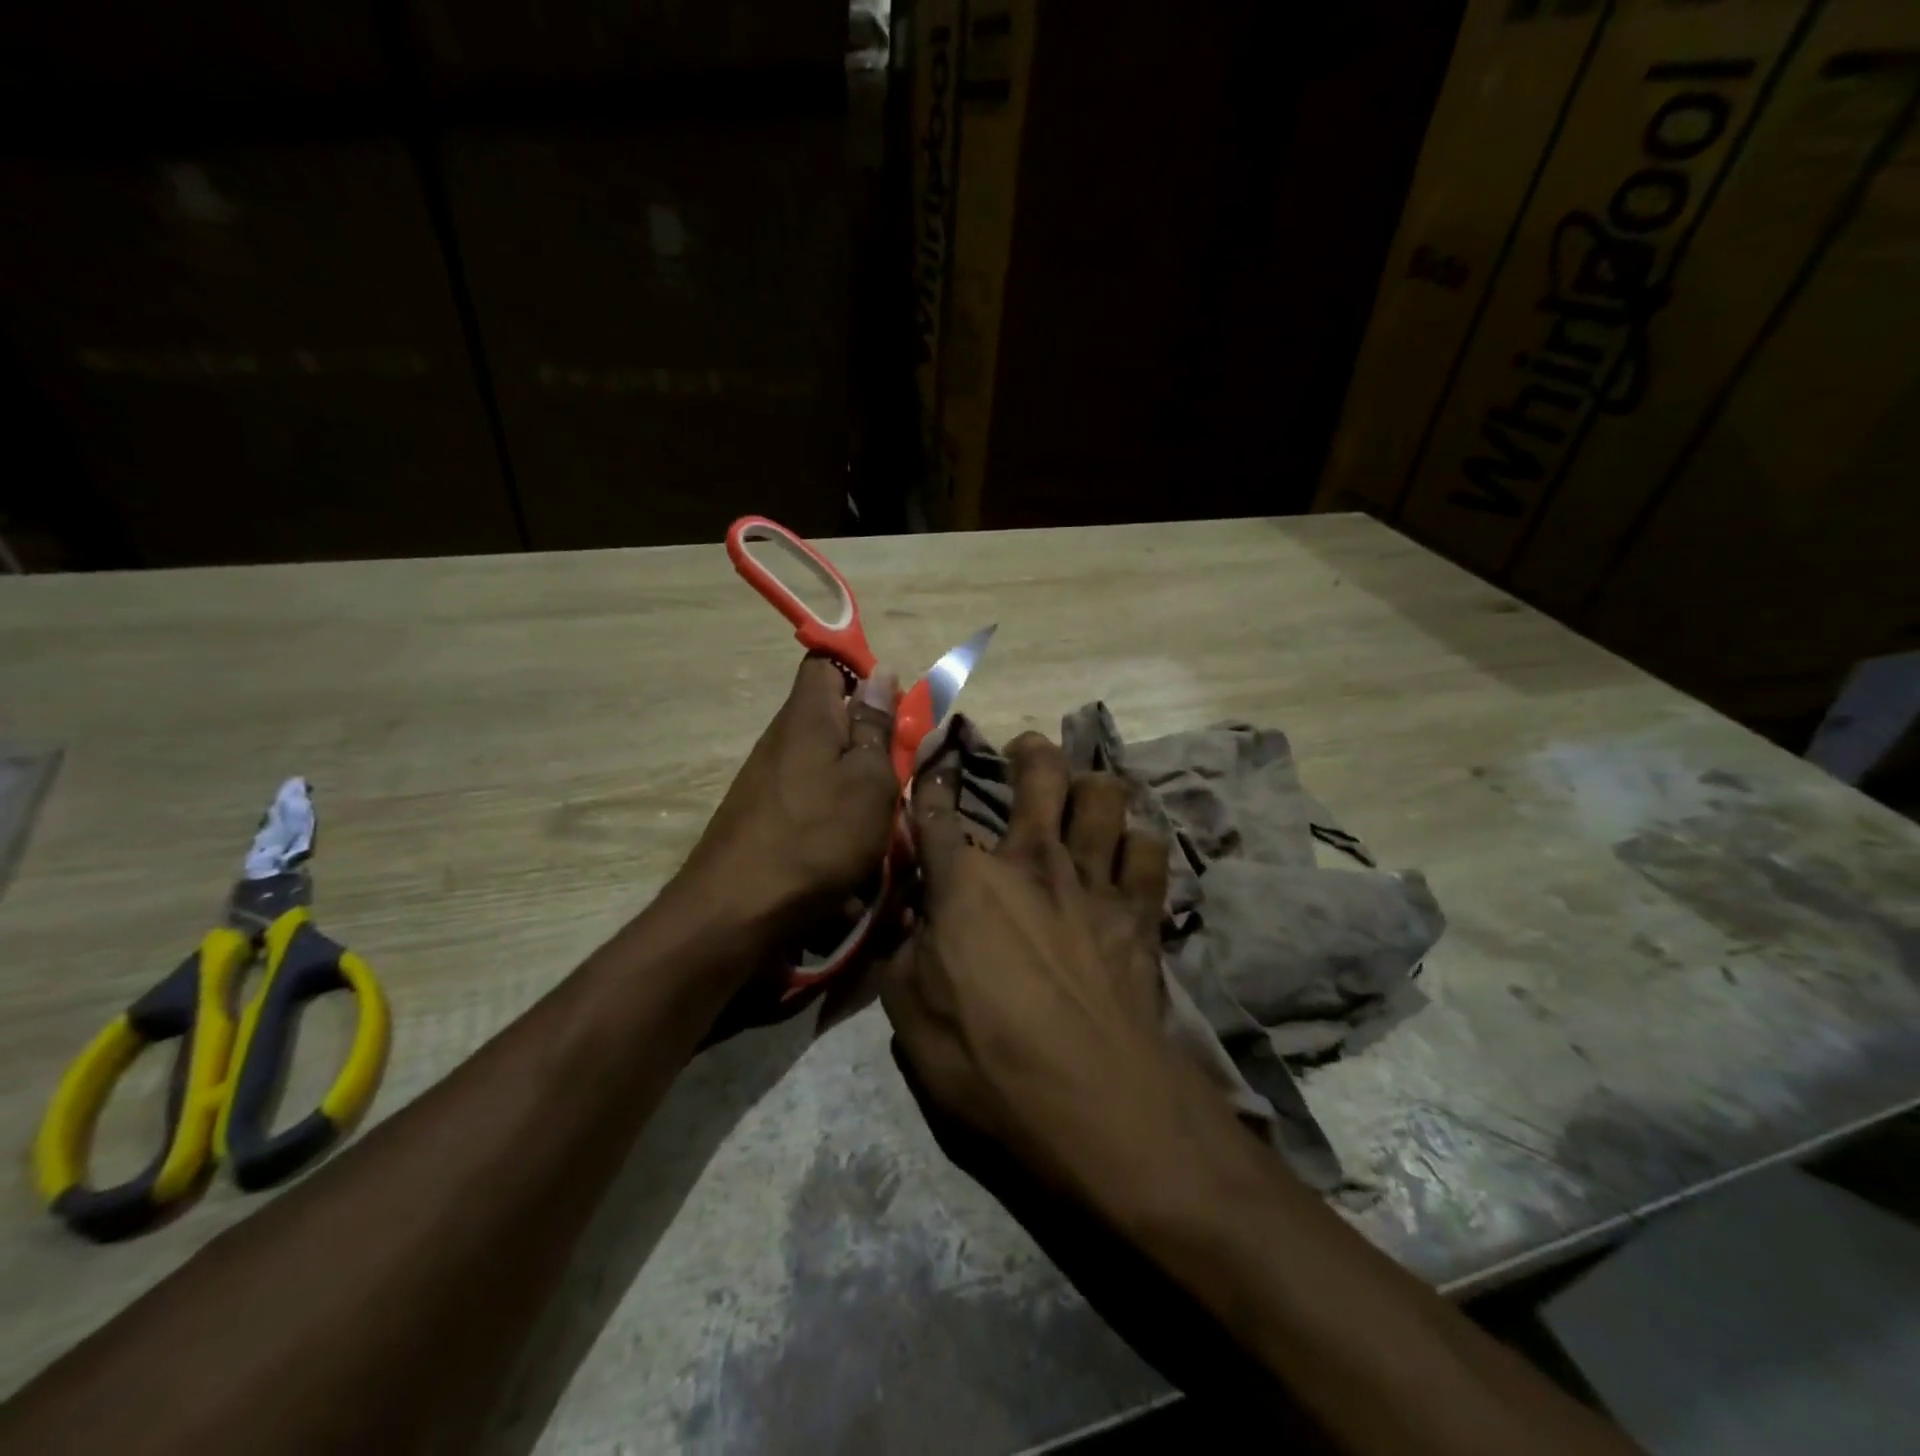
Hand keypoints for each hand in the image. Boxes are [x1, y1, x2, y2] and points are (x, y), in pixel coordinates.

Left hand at [682, 655, 899, 934]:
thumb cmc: (817, 837)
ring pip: (827, 761)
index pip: (828, 661)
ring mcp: (768, 778)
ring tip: (885, 817)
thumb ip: (877, 727)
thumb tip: (881, 673)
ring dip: (859, 782)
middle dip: (872, 737)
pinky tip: (853, 846)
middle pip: (832, 716)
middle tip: (902, 770)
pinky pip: (812, 796)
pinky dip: (838, 813)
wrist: (736, 912)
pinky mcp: (764, 814)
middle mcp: (782, 737)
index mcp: (807, 715)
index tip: (896, 705)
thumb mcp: (869, 780)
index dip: (864, 672)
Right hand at [881, 732, 1203, 1200]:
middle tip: (1026, 751)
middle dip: (1030, 752)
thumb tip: (913, 921)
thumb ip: (905, 953)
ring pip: (1104, 796)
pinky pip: (1148, 851)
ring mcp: (1092, 880)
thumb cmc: (986, 1059)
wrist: (1092, 1101)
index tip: (934, 765)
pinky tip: (1129, 852)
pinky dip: (1138, 844)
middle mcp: (1031, 861)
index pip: (937, 812)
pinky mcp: (1139, 911)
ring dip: (1092, 787)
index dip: (932, 782)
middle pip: (1039, 774)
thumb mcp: (910, 1015)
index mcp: (967, 881)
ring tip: (1085, 795)